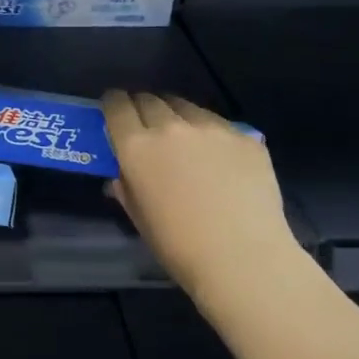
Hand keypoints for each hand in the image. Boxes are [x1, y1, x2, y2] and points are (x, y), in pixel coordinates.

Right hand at [102, 91, 295, 293]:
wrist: (244, 258)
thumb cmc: (179, 246)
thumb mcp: (138, 217)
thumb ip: (125, 186)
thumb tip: (121, 174)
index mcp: (136, 147)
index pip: (116, 105)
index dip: (112, 104)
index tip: (113, 111)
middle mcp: (171, 127)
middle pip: (149, 99)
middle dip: (142, 107)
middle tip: (146, 126)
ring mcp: (212, 128)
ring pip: (185, 106)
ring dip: (176, 115)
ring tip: (183, 136)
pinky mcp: (245, 137)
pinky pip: (219, 124)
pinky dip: (211, 132)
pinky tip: (219, 156)